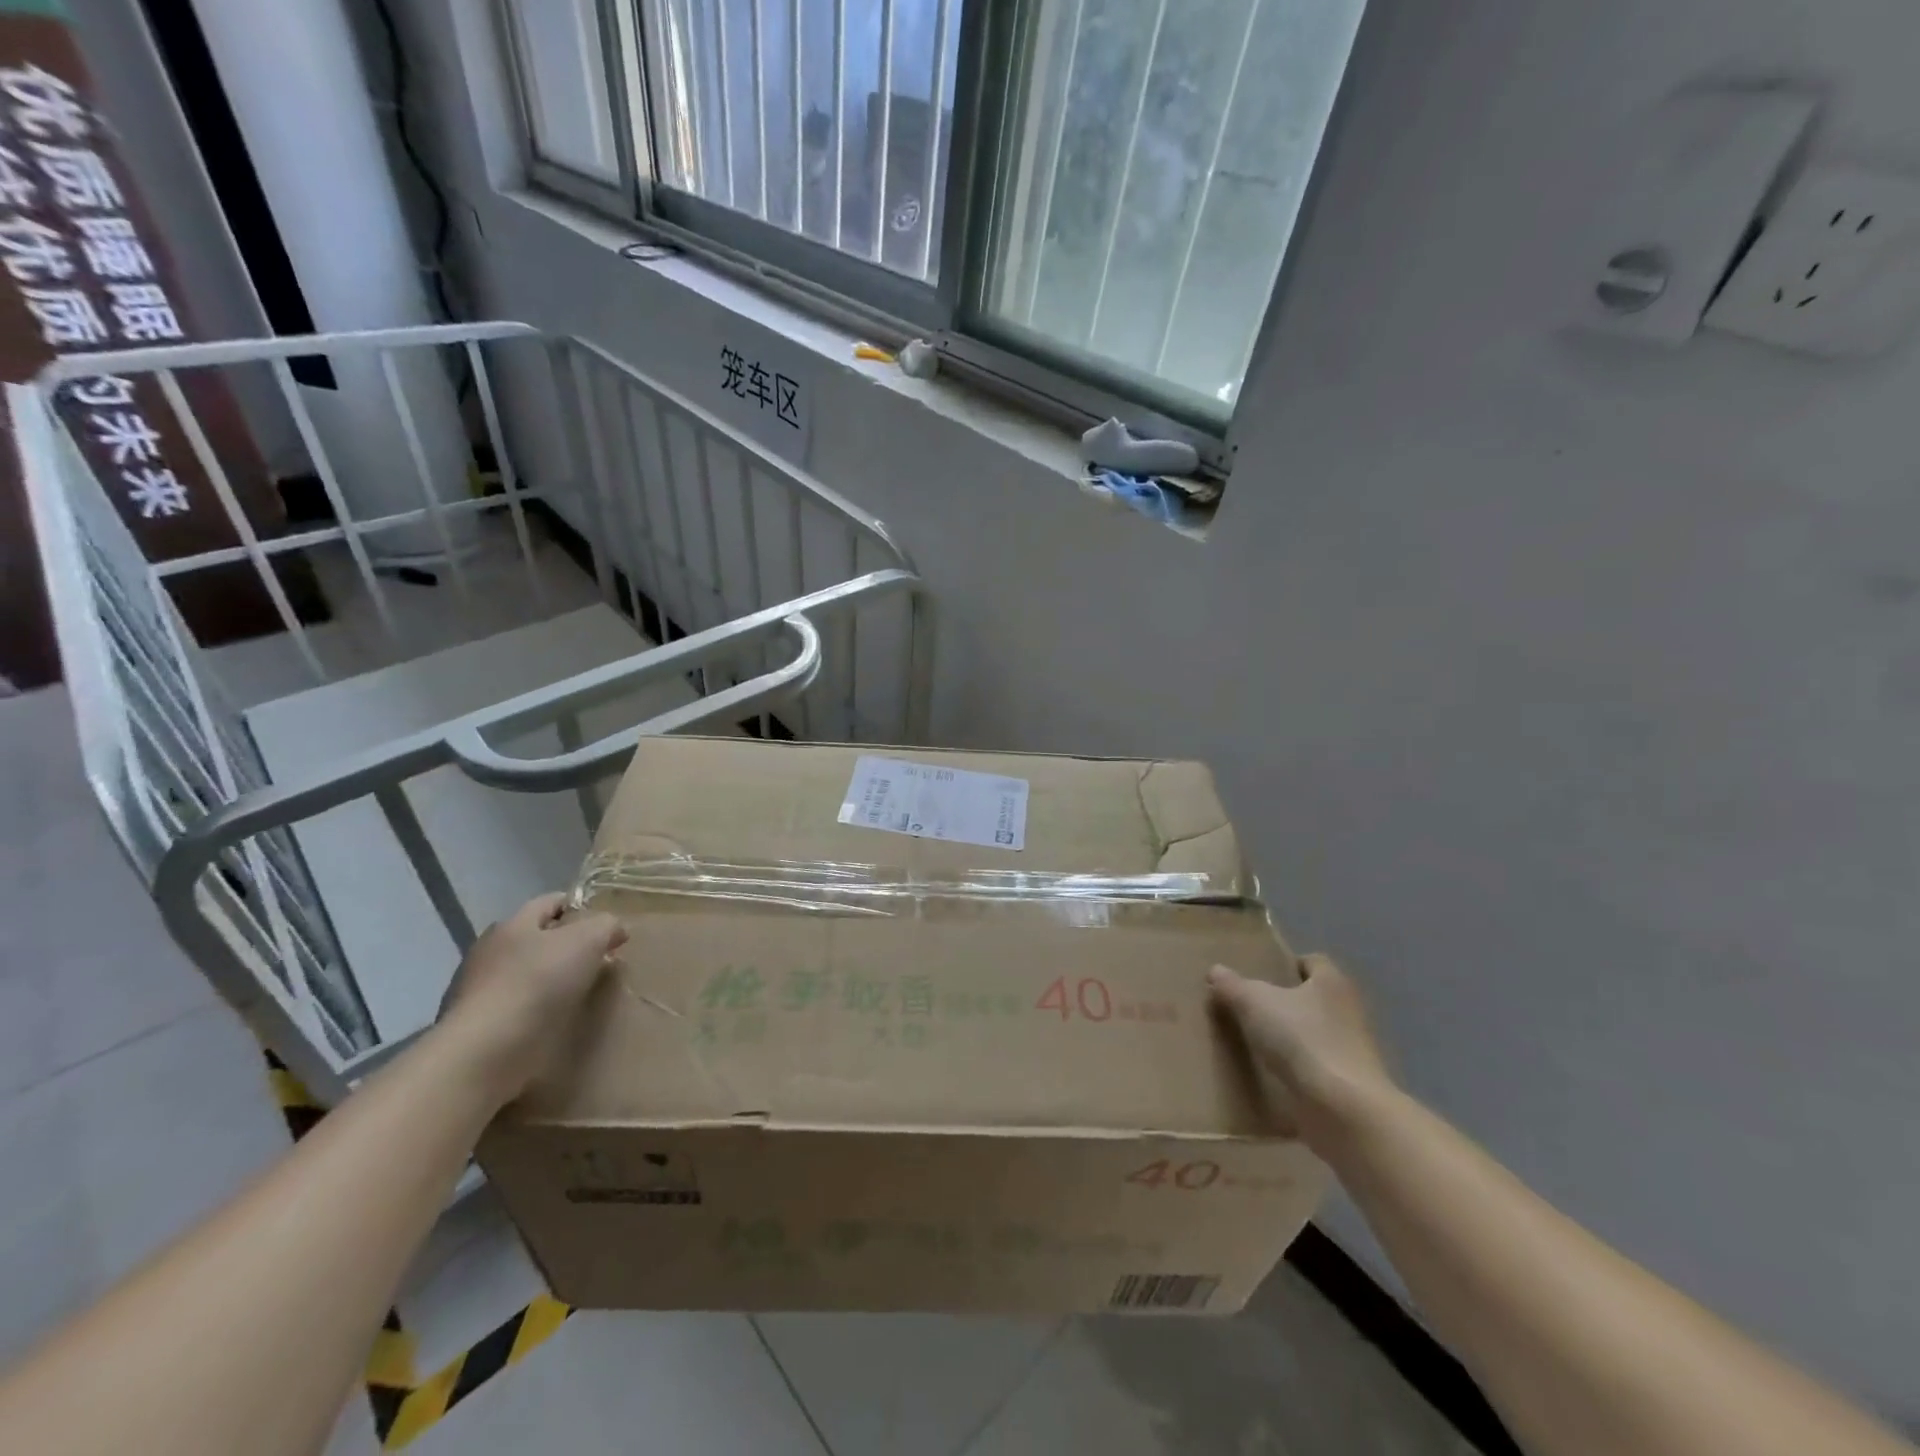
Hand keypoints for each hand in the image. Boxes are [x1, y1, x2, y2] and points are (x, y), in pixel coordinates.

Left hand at [435, 893, 627, 1107]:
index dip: (581, 907)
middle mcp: (491, 951)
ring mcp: (478, 990)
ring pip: (527, 974)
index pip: (551, 902)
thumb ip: (606, 926)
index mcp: (513, 924)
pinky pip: (518, 1007)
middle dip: (568, 946)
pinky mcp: (478, 1026)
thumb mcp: (587, 940)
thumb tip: (615, 929)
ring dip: (553, 980)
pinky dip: (538, 1010)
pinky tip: (556, 1021)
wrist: (486, 1051)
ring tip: (583, 994)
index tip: (607, 925)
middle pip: (538, 939)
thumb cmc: (538, 982)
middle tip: (602, 960)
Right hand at [1208, 954, 1394, 1151]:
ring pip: (1313, 1033)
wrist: (1344, 1110)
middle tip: (1247, 1007)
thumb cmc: (1302, 1040)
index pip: (1311, 962)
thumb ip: (1232, 985)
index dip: (1285, 965)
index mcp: (1331, 982)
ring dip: (1289, 1038)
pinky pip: (1315, 1066)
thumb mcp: (1253, 1003)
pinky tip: (1269, 1074)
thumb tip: (1216, 971)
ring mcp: (1353, 1050)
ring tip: (1252, 1042)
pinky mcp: (1349, 1084)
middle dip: (1283, 1002)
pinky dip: (1296, 1069)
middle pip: (1311, 998)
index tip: (1258, 976)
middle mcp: (1348, 1010)